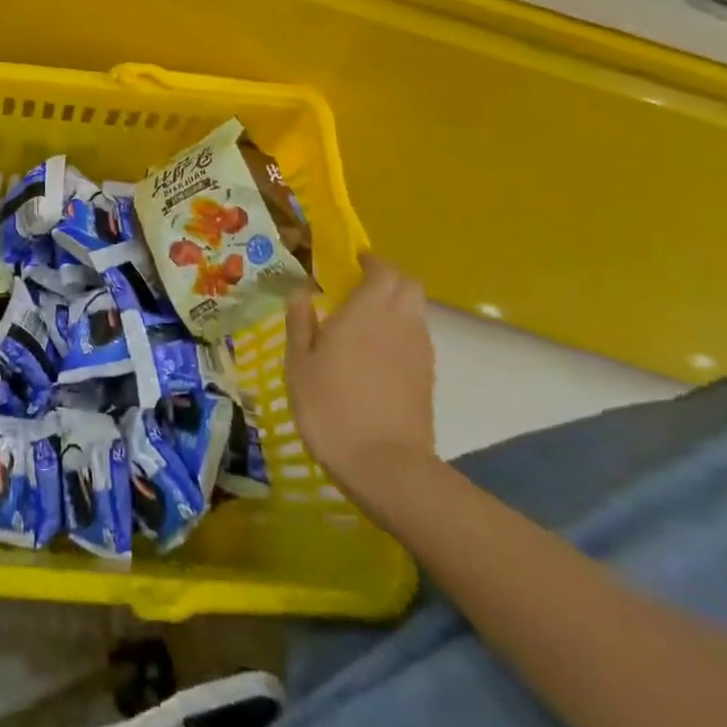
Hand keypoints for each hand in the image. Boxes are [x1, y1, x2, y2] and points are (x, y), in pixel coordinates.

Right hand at [285, 254, 436, 500]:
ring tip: (365, 318)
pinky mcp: (427, 377)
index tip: (352, 262)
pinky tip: (376, 351)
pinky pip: (417, 337)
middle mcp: (400, 322)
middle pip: (409, 285)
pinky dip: (400, 331)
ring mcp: (419, 351)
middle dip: (388, 277)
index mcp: (368, 311)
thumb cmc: (330, 406)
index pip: (384, 270)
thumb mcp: (299, 363)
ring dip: (396, 304)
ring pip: (416, 310)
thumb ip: (301, 323)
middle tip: (359, 285)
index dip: (371, 261)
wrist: (385, 465)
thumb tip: (301, 293)